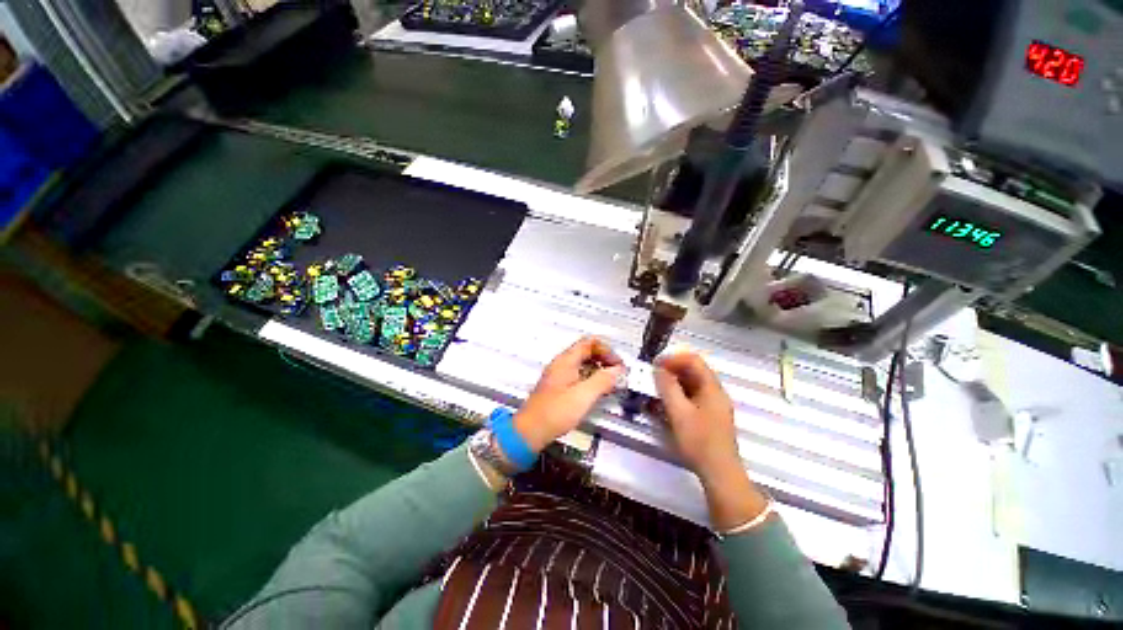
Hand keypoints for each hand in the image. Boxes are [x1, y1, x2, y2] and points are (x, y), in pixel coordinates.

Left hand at [514, 337, 624, 451]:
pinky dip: (591, 379)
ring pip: (584, 364)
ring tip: (611, 383)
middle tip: (617, 374)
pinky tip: (598, 391)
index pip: (590, 342)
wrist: (530, 431)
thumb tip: (618, 370)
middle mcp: (562, 364)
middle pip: (587, 351)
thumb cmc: (555, 412)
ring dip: (599, 370)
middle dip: (605, 359)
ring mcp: (559, 375)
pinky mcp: (559, 387)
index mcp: (566, 360)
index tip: (617, 365)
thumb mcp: (583, 395)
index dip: (607, 350)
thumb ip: (602, 380)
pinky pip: (579, 375)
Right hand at [653, 352, 739, 481]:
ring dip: (671, 384)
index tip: (654, 365)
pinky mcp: (708, 416)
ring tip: (654, 392)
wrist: (719, 474)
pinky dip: (676, 397)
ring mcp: (712, 405)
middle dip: (670, 371)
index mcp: (711, 388)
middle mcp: (714, 392)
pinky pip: (691, 398)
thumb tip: (658, 369)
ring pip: (690, 385)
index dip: (673, 359)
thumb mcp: (679, 412)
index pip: (693, 360)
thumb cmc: (699, 441)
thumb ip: (667, 387)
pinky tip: (663, 406)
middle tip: (651, 378)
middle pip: (692, 371)